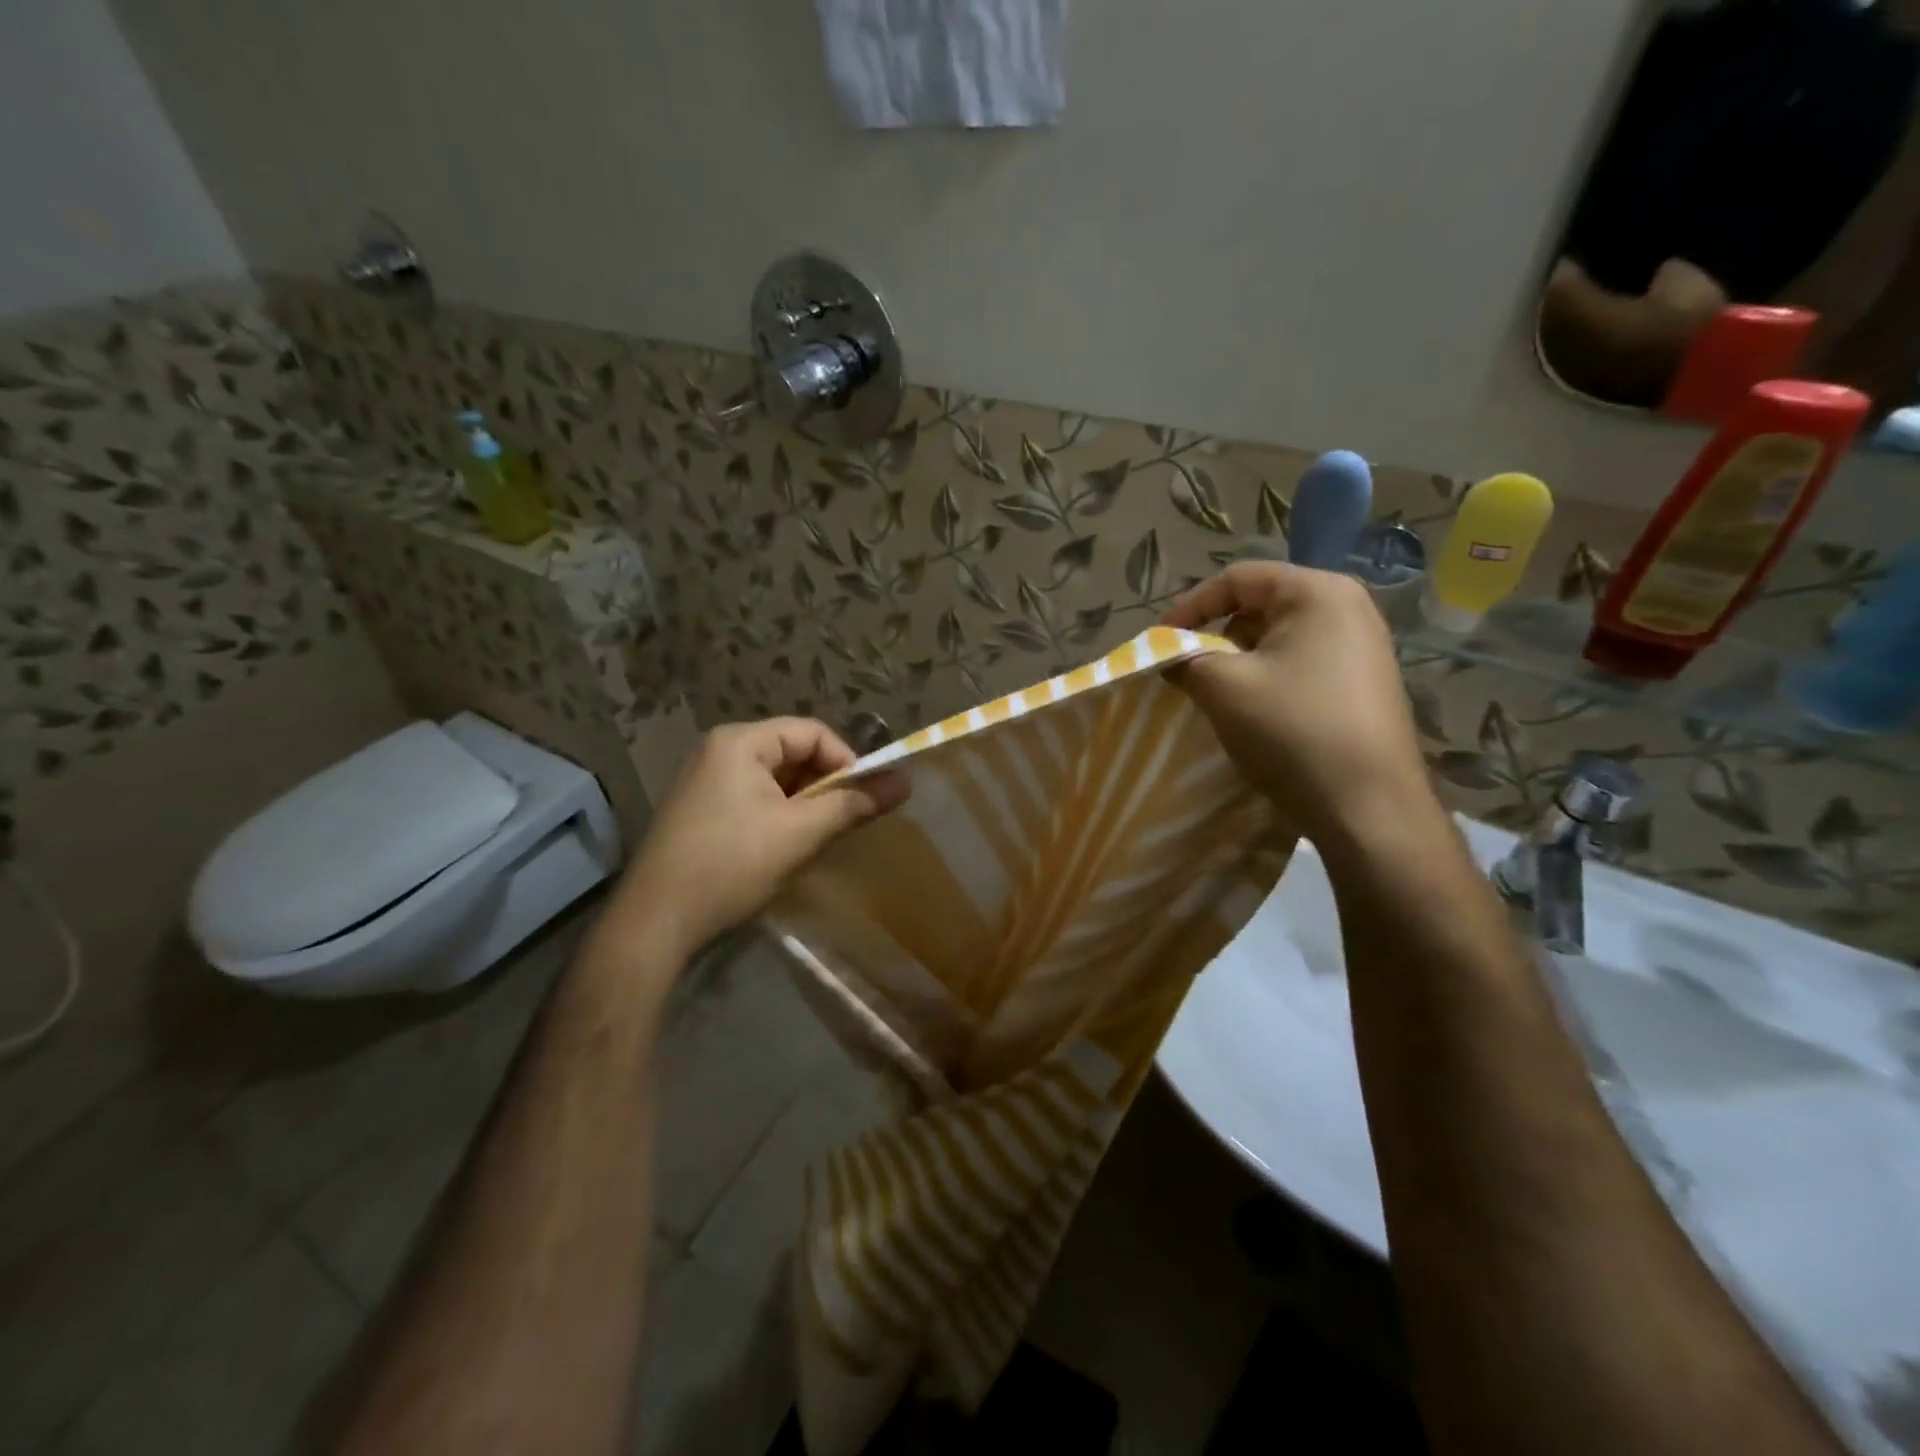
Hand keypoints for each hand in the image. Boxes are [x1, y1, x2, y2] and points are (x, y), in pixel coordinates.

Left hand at [609, 718, 908, 960]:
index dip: (847, 762)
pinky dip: (778, 816)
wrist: (654, 923)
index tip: (866, 800)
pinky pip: (753, 798)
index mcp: (739, 742)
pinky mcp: (698, 810)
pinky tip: (784, 848)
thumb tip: (906, 782)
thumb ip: (854, 803)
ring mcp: (703, 781)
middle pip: (792, 753)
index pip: (812, 733)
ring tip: (817, 838)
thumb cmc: (731, 865)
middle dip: (825, 785)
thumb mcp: (801, 833)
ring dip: (804, 804)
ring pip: (774, 780)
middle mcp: (718, 750)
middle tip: (845, 822)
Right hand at [1161, 563, 1432, 842]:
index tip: (1158, 642)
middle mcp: (1348, 607)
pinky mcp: (1364, 682)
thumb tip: (1169, 655)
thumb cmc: (1292, 731)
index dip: (1189, 607)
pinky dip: (1268, 678)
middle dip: (1215, 635)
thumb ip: (1184, 658)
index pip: (1237, 579)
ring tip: (1216, 695)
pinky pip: (1302, 663)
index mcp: (1317, 592)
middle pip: (1259, 606)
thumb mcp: (1223, 687)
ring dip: (1239, 661)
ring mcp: (1363, 646)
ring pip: (1278, 639)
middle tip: (1186, 670)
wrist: (1368, 808)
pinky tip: (1255, 713)